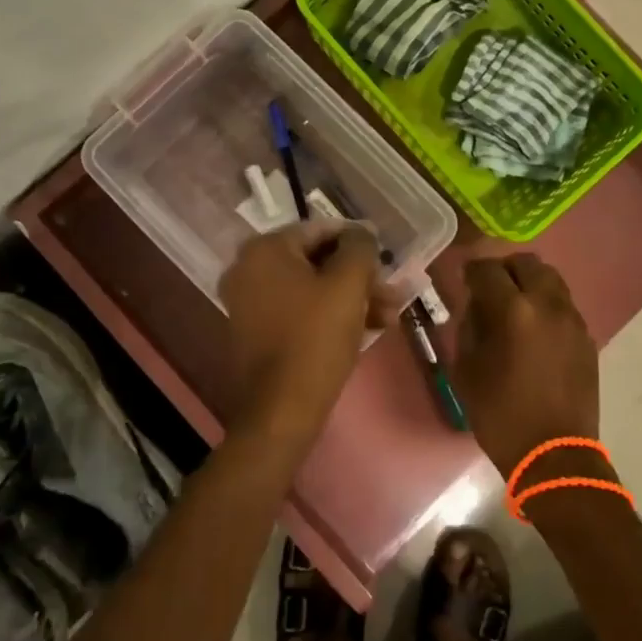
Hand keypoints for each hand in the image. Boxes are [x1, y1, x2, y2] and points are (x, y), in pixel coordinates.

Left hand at [220, 223, 398, 446]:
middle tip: (393, 295)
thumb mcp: (348, 285)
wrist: (282, 410)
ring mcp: (249, 302)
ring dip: (352, 299)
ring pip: (312, 289)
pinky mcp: (256, 332)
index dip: (359, 243)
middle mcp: (248, 269)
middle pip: (317, 261)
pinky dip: (330, 315)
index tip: (387, 262)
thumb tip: (362, 233)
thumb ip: (360, 247)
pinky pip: (299, 311)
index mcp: (264, 249)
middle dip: (359, 278)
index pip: (321, 230)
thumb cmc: (316, 338)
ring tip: (388, 317)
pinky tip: (366, 330)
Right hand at [454, 254, 600, 478]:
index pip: (488, 270)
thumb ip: (470, 328)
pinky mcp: (587, 338)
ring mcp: (573, 320)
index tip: (464, 279)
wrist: (555, 455)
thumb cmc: (501, 416)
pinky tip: (534, 329)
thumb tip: (477, 307)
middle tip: (490, 288)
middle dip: (504, 270)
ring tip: (514, 306)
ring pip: (551, 279)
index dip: (472, 270)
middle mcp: (548, 305)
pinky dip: (546, 304)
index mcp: (514, 312)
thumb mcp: (467, 371)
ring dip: (529, 283)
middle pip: (527, 264)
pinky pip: (564, 305)